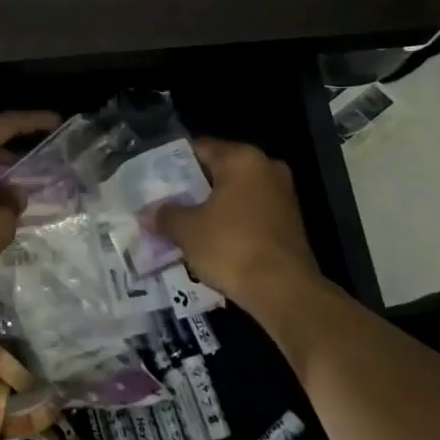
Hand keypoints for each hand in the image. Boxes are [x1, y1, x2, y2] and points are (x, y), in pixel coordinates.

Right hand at [152, 137, 326, 312]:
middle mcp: (267, 167)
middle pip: (220, 170)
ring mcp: (283, 194)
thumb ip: (165, 215)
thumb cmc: (231, 247)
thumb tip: (148, 214)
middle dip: (194, 187)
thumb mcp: (186, 230)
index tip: (156, 182)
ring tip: (187, 225)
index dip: (174, 164)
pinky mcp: (292, 222)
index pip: (199, 148)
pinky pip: (252, 212)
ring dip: (214, 206)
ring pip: (237, 193)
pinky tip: (214, 241)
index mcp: (242, 158)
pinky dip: (234, 222)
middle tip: (168, 204)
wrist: (285, 292)